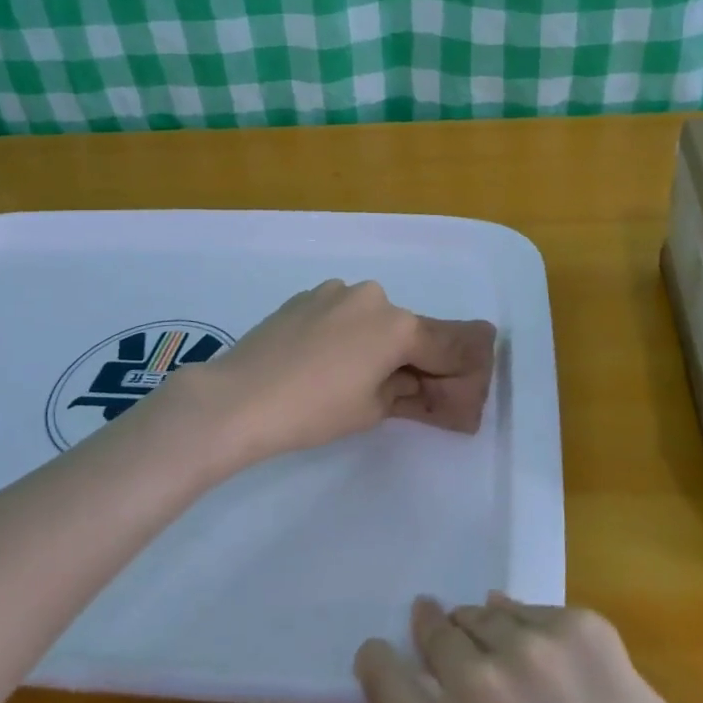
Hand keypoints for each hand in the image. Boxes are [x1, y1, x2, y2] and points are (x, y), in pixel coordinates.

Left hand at [176, 280, 496, 464]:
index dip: (457, 367)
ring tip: (351, 375)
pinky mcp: (304, 296)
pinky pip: (340, 313)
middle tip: (404, 387)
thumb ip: (404, 389)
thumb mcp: (371, 408)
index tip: (463, 382)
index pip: (445, 344)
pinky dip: (344, 332)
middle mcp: (372, 296)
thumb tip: (412, 381)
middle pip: (406, 328)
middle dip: (411, 355)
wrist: (239, 397)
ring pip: (371, 318)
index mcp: (397, 324)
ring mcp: (334, 291)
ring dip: (374, 341)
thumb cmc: (315, 410)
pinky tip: (322, 360)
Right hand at [356, 596, 702, 702]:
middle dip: (430, 628)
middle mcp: (476, 685)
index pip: (383, 679)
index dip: (378, 660)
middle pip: (433, 631)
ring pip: (481, 612)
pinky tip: (541, 643)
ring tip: (489, 633)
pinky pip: (533, 610)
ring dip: (479, 625)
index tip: (379, 651)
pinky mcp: (577, 624)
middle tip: (433, 621)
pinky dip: (529, 624)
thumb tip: (445, 687)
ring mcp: (529, 647)